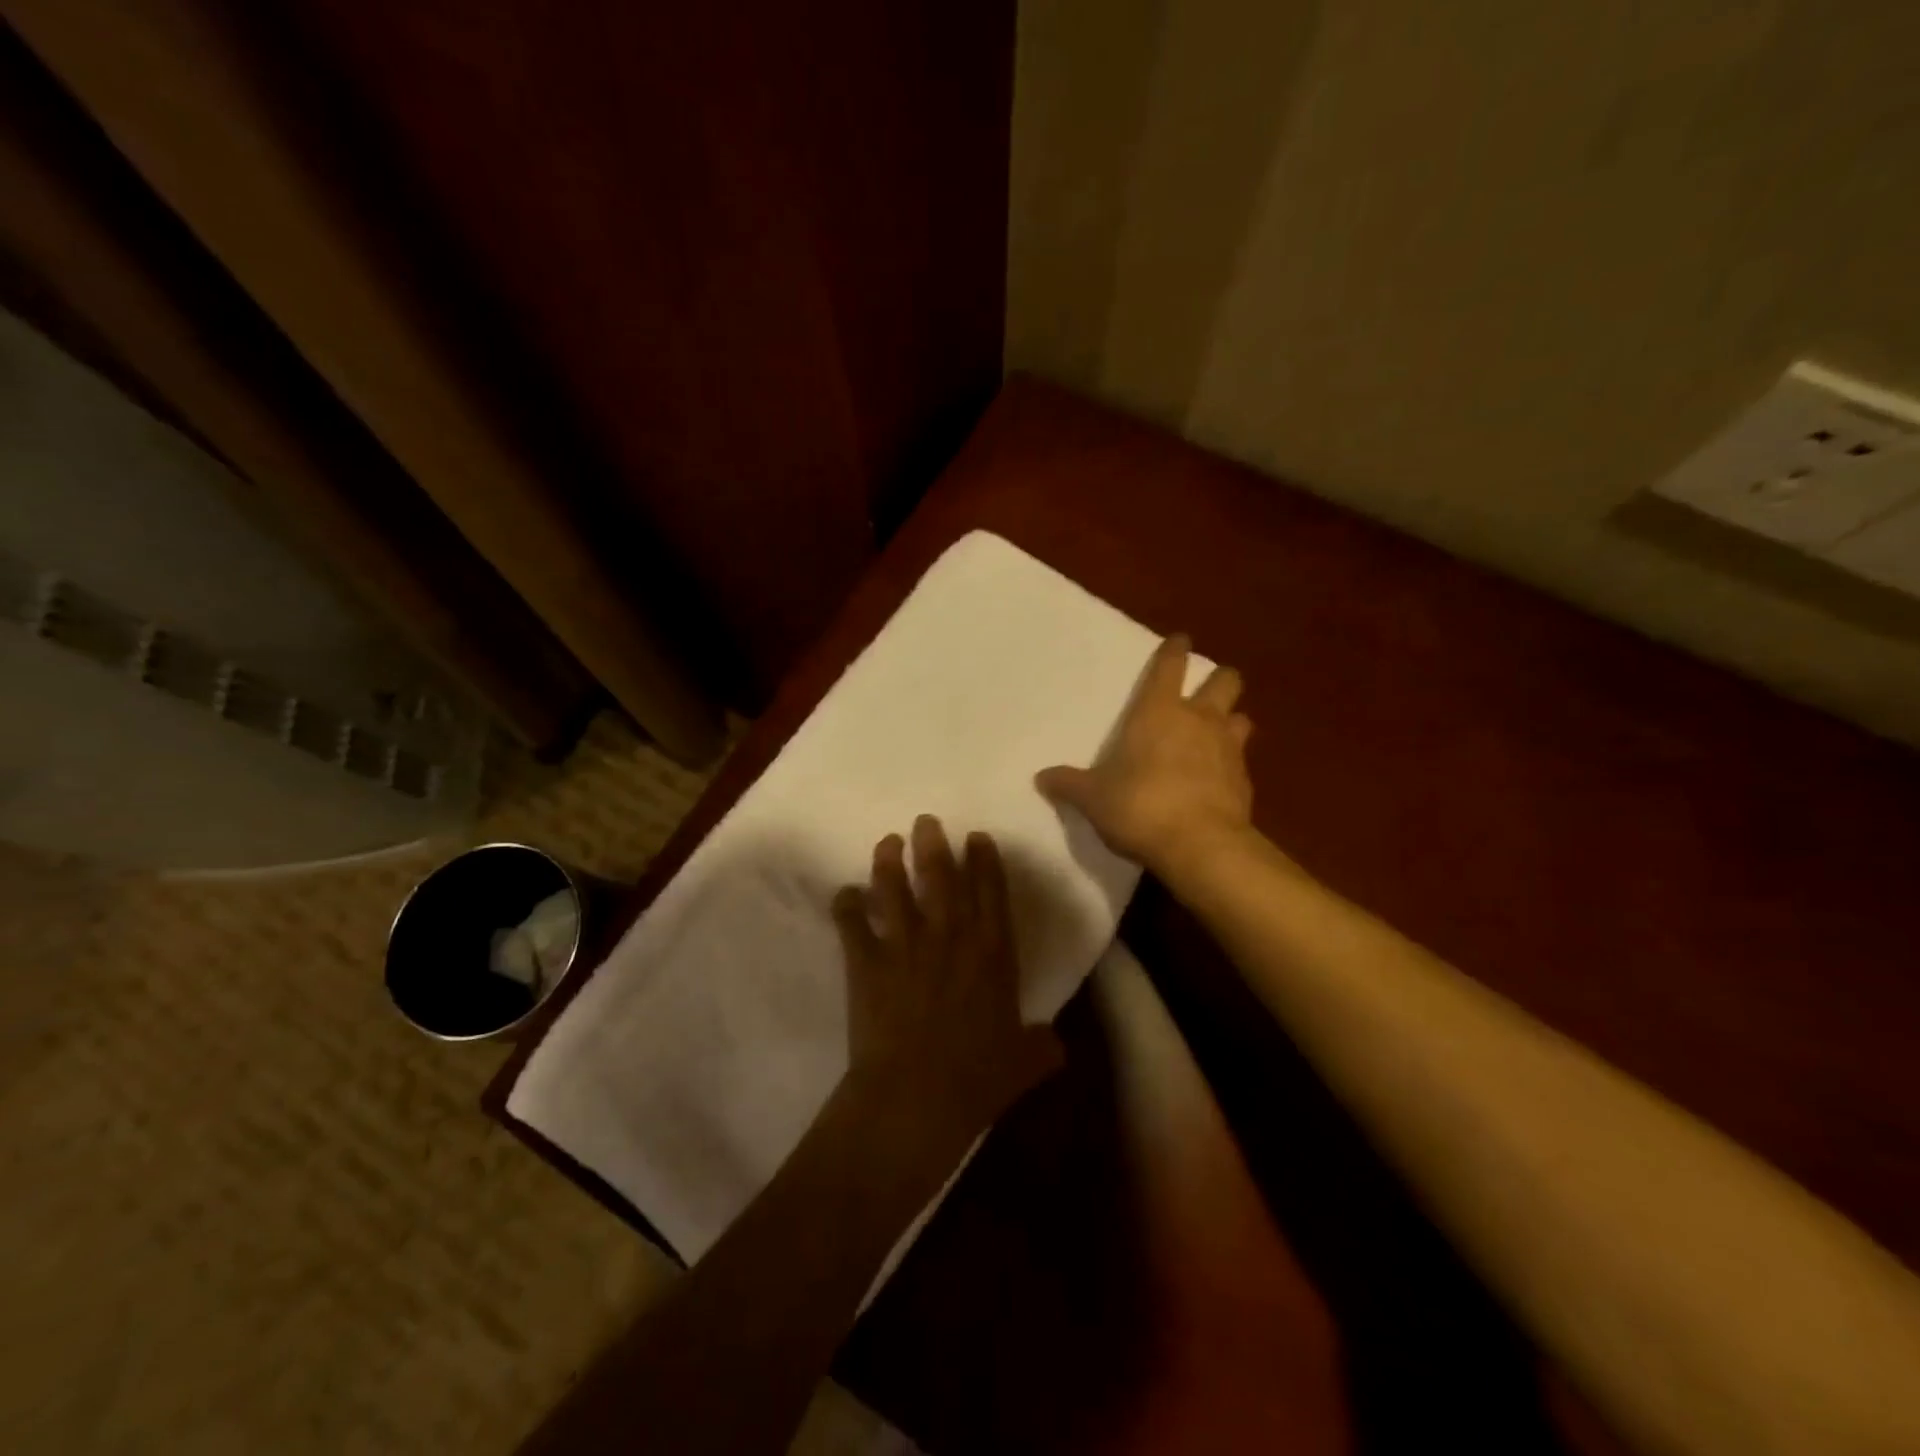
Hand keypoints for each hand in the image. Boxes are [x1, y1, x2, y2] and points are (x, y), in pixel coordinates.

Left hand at [832, 817, 1062, 1164]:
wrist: (917, 1095)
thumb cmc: (977, 1078)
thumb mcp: (1024, 1063)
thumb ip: (1042, 1046)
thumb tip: (1057, 1045)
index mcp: (992, 950)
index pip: (991, 890)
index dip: (984, 859)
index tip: (976, 837)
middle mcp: (949, 935)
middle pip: (941, 875)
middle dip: (934, 843)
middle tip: (925, 821)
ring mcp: (904, 943)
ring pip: (894, 887)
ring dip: (889, 861)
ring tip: (887, 842)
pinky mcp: (866, 961)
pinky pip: (851, 923)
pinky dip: (846, 905)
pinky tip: (844, 894)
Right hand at [1035, 633, 1253, 881]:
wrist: (1200, 845)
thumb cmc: (1139, 806)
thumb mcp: (1093, 798)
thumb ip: (1069, 784)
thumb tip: (1041, 778)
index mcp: (1158, 712)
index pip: (1170, 666)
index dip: (1175, 650)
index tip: (1180, 639)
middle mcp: (1199, 720)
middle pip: (1224, 681)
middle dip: (1218, 679)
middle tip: (1206, 690)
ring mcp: (1228, 749)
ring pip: (1241, 718)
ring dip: (1231, 720)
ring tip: (1216, 733)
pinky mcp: (1246, 782)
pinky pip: (1241, 761)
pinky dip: (1231, 765)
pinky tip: (1217, 780)